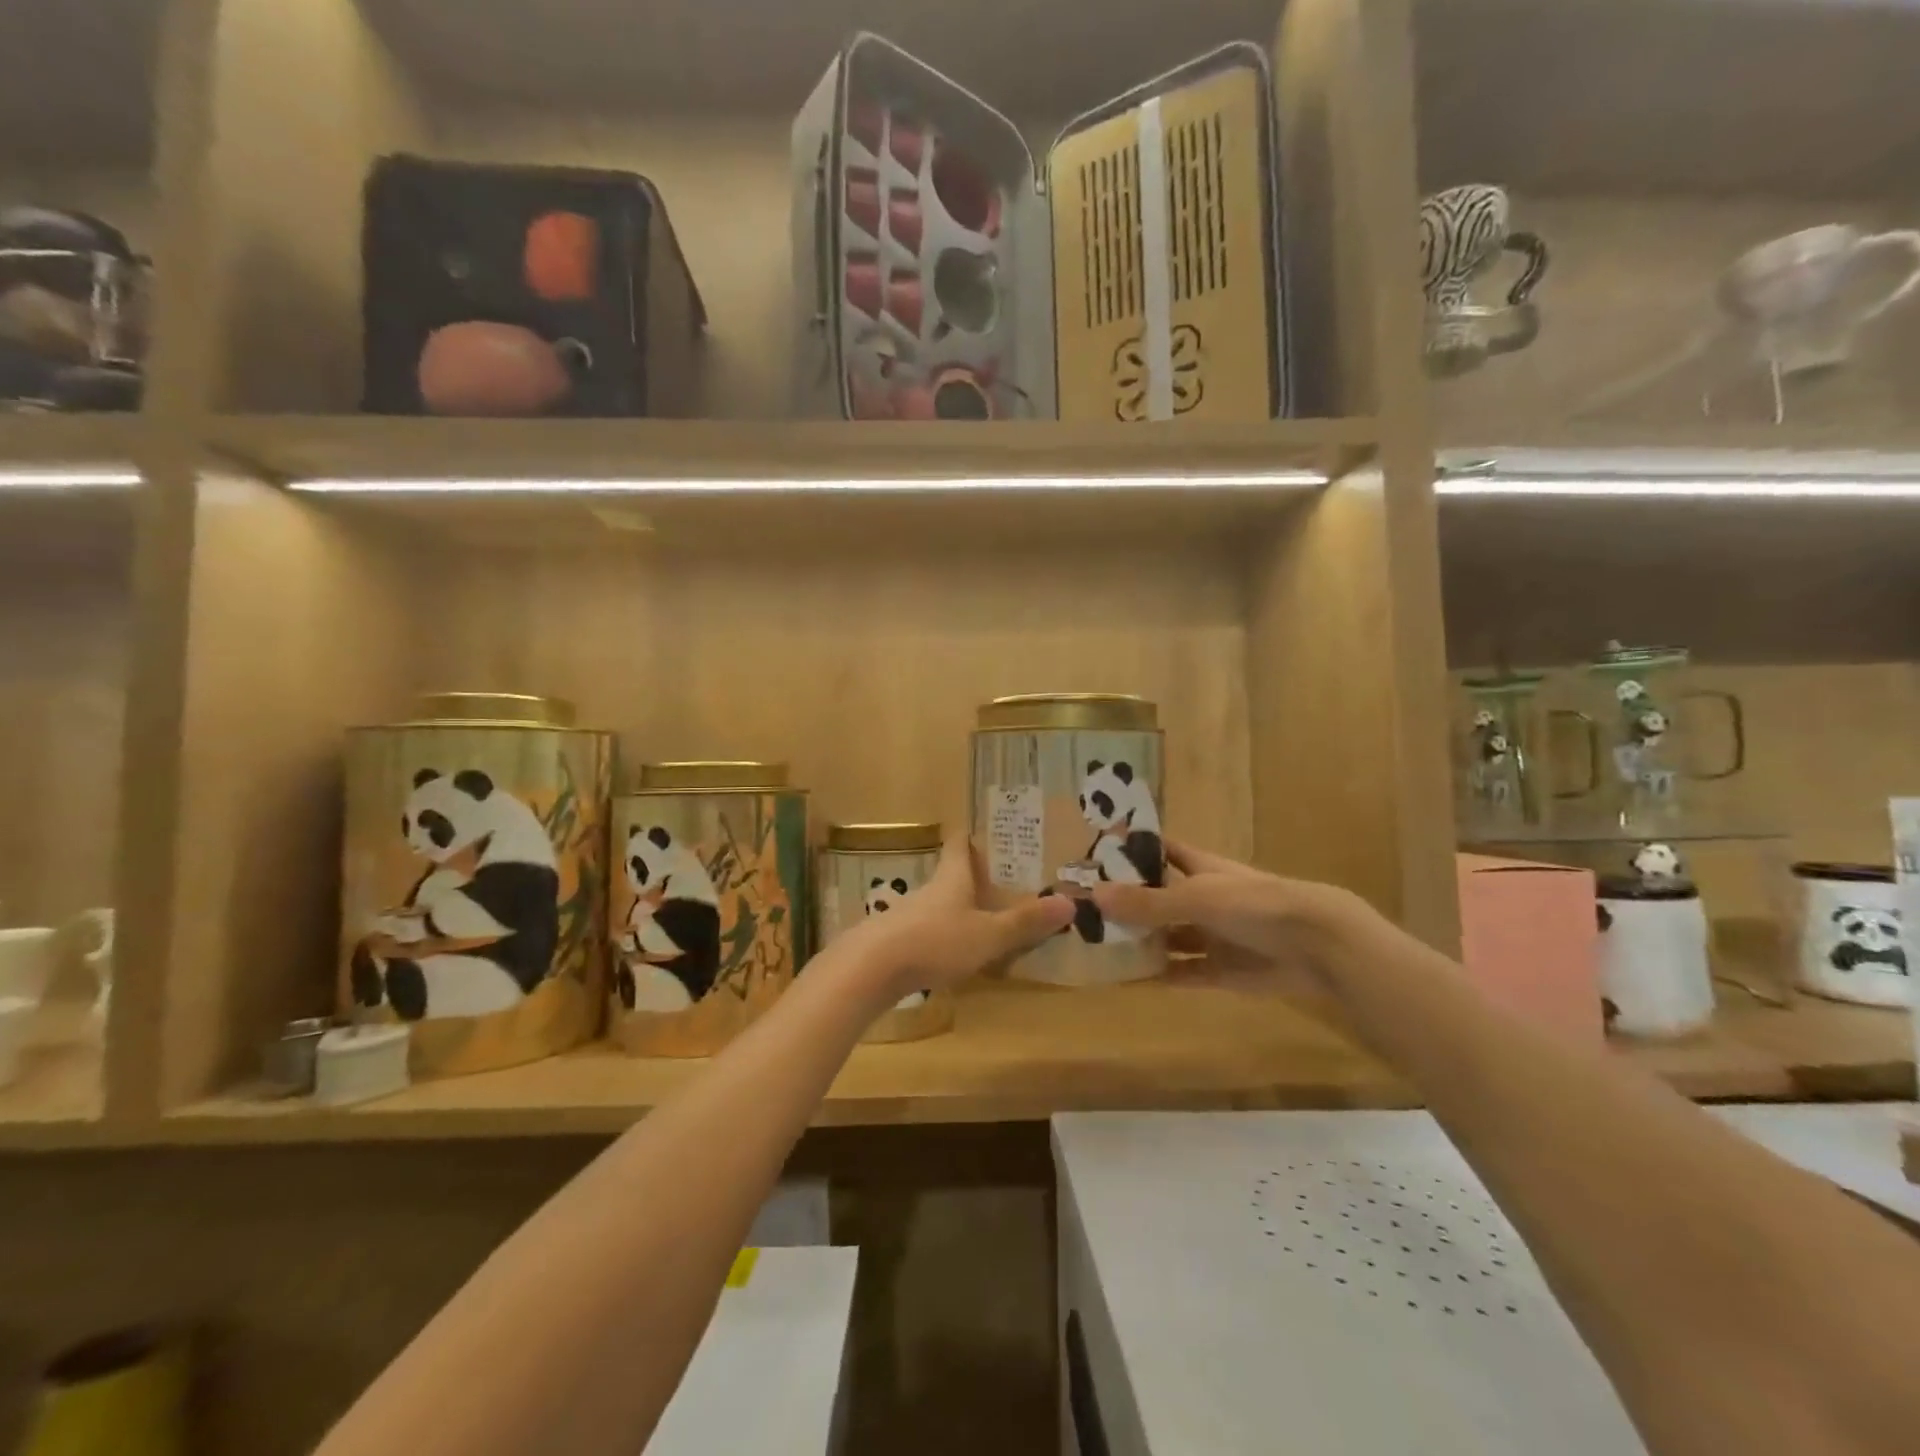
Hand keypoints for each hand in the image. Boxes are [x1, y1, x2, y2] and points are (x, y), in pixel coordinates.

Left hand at [836, 836, 1075, 1004]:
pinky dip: (942, 936)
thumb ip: (1025, 922)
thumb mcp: (988, 934)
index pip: (959, 846)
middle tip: (999, 882)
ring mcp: (908, 916)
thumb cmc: (936, 940)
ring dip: (957, 909)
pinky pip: (926, 932)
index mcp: (952, 879)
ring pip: (938, 905)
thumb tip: (1071, 902)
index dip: (970, 837)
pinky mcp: (895, 942)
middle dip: (971, 877)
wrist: (871, 968)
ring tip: (982, 921)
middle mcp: (930, 891)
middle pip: (950, 875)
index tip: (982, 830)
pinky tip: (951, 954)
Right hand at [1089, 840, 1363, 995]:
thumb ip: (1147, 901)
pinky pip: (1182, 972)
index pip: (1161, 851)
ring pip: (1168, 937)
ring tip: (1097, 945)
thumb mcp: (1196, 897)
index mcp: (1200, 868)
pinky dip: (1158, 976)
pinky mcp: (1221, 970)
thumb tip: (1093, 895)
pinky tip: (1127, 980)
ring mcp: (1212, 935)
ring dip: (1140, 941)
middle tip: (1084, 909)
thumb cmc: (1254, 905)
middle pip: (1159, 897)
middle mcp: (1203, 899)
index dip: (1134, 850)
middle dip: (1128, 902)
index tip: (1096, 854)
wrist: (1316, 945)